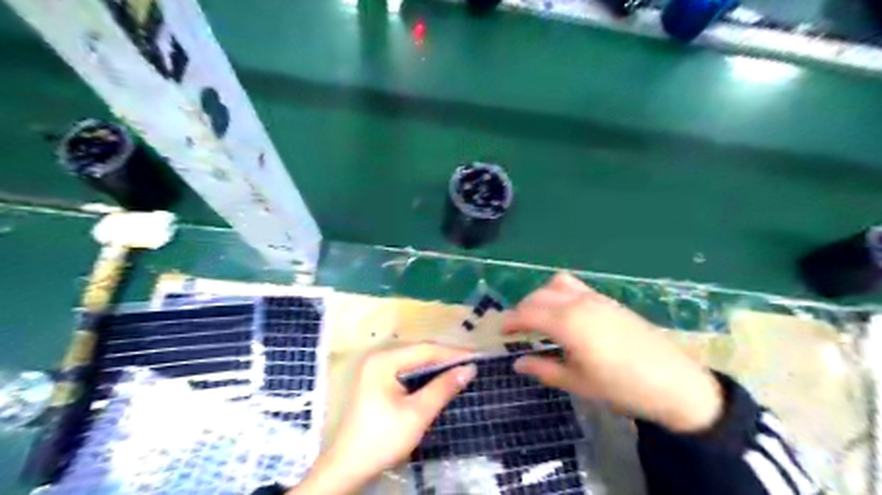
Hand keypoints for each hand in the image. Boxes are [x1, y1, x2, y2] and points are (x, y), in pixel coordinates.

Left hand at [291, 344, 475, 494]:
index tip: (476, 358)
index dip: (452, 353)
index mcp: (384, 360)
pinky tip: (438, 380)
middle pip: (419, 353)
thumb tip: (468, 369)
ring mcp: (376, 369)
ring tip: (460, 370)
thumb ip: (443, 388)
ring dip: (436, 366)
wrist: (349, 466)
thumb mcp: (418, 413)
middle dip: (445, 358)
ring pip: (413, 361)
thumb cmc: (383, 438)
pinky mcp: (377, 382)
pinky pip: (406, 371)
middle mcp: (379, 358)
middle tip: (470, 364)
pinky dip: (424, 375)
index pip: (425, 350)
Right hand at [503, 274, 723, 431]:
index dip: (511, 322)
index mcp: (566, 322)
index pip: (527, 313)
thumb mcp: (576, 382)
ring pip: (556, 285)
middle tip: (518, 330)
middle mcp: (577, 302)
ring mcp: (595, 298)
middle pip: (538, 295)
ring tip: (540, 318)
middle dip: (523, 310)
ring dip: (541, 297)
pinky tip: (565, 316)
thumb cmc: (620, 386)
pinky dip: (560, 294)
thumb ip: (543, 369)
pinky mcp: (608, 300)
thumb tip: (518, 363)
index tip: (502, 333)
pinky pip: (575, 286)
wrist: (673, 382)